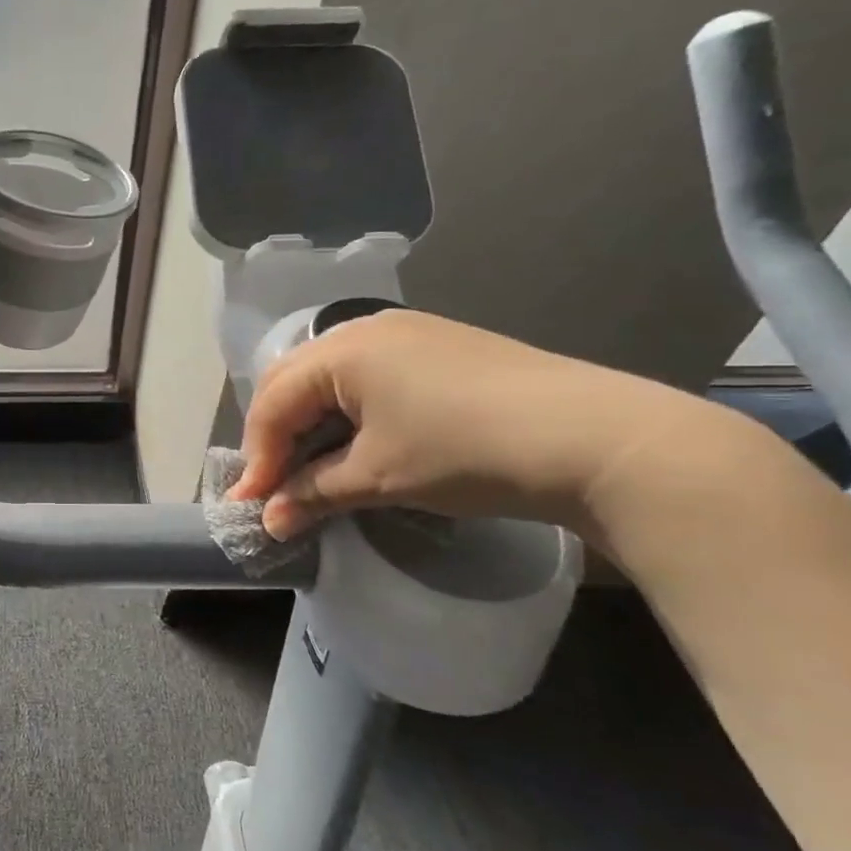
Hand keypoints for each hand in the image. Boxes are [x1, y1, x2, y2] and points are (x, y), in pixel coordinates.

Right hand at [232, 309, 722, 540]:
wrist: (596, 438)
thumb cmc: (464, 451)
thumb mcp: (378, 477)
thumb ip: (313, 494)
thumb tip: (269, 522)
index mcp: (340, 349)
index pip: (273, 402)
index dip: (257, 457)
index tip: (254, 506)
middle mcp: (365, 328)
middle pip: (294, 382)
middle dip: (277, 436)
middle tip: (276, 486)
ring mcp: (407, 334)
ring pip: (331, 378)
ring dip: (312, 424)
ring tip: (314, 469)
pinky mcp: (439, 348)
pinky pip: (368, 377)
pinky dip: (349, 413)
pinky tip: (361, 444)